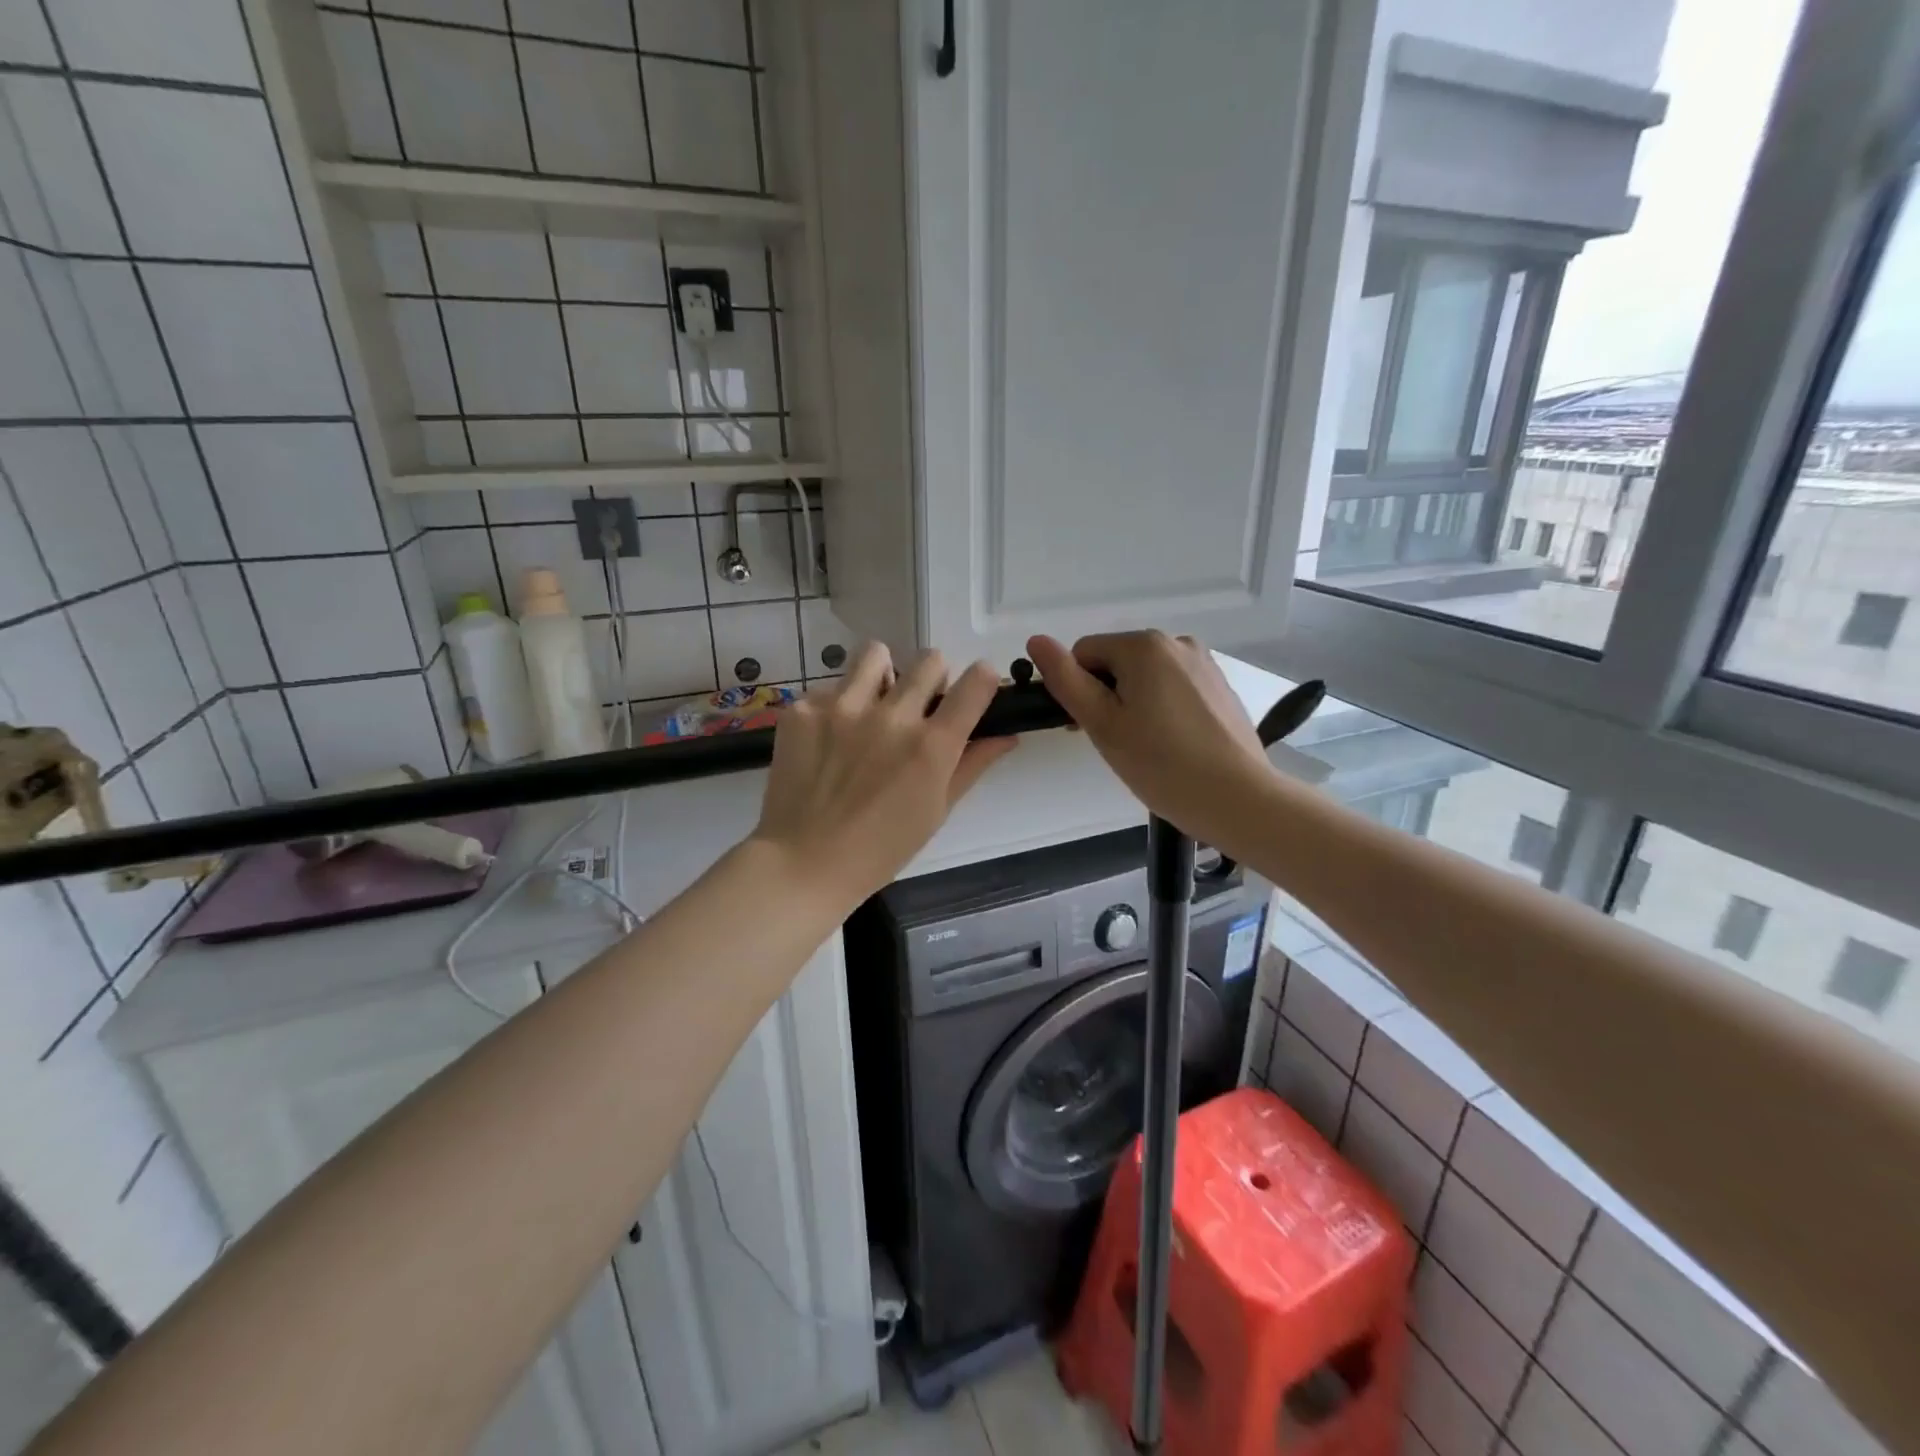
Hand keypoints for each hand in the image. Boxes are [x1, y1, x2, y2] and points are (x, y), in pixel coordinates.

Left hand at [753, 643, 1016, 907]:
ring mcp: (842, 707)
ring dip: (882, 676)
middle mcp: (891, 716)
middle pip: (930, 660)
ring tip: (870, 707)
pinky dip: (836, 706)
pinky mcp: (803, 710)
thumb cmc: (881, 849)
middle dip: (933, 679)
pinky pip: (830, 687)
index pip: (976, 683)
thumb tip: (1008, 734)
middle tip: (918, 708)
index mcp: (931, 745)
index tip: (974, 691)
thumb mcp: (936, 811)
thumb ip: (973, 765)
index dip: (983, 680)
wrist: (803, 863)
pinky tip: (828, 740)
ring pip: (876, 655)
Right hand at [1027, 631, 1271, 850]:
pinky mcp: (1219, 687)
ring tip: (1148, 748)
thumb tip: (1036, 640)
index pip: (1083, 653)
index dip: (1077, 691)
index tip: (1089, 729)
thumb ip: (1066, 680)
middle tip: (1118, 743)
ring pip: (1145, 677)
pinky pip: (1173, 688)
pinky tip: (1174, 745)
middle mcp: (1176, 642)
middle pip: (1116, 662)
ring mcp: (1203, 663)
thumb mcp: (1102, 723)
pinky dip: (1163, 710)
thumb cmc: (1161, 764)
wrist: (1238, 798)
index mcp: (1143, 645)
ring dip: (1134, 704)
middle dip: (1108, 697)